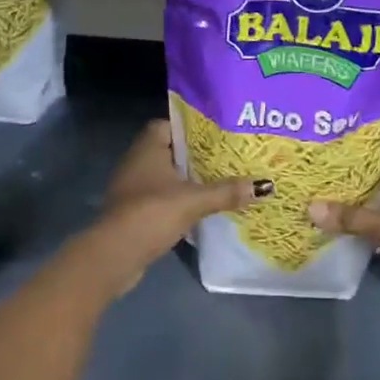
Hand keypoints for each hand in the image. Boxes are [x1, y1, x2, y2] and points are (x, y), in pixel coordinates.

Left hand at [78, 119, 267, 298]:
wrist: (114, 255)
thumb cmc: (152, 213)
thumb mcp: (194, 200)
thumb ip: (227, 191)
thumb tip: (265, 185)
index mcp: (148, 147)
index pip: (170, 124)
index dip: (192, 128)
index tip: (217, 135)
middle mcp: (137, 161)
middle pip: (171, 151)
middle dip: (196, 156)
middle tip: (227, 158)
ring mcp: (132, 187)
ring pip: (166, 176)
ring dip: (188, 180)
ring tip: (220, 182)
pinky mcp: (133, 211)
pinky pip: (161, 197)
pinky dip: (178, 200)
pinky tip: (200, 208)